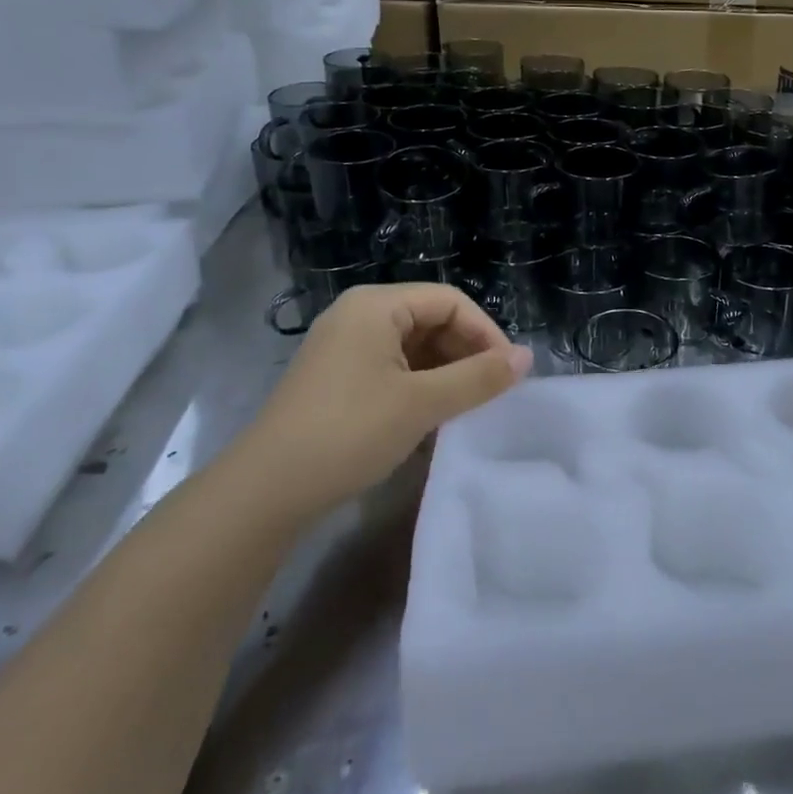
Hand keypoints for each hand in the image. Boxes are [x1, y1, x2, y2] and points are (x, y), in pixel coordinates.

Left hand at [227, 284, 531, 521]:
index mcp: (376, 305)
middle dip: (466, 352)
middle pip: (431, 319)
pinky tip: (434, 415)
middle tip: (491, 391)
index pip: (450, 301)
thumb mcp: (422, 403)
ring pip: (414, 346)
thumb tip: (527, 357)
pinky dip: (421, 385)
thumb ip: (479, 377)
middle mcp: (358, 315)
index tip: (509, 373)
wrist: (265, 492)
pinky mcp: (338, 377)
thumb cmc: (349, 432)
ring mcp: (344, 347)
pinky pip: (394, 367)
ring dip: (446, 372)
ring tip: (467, 406)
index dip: (486, 332)